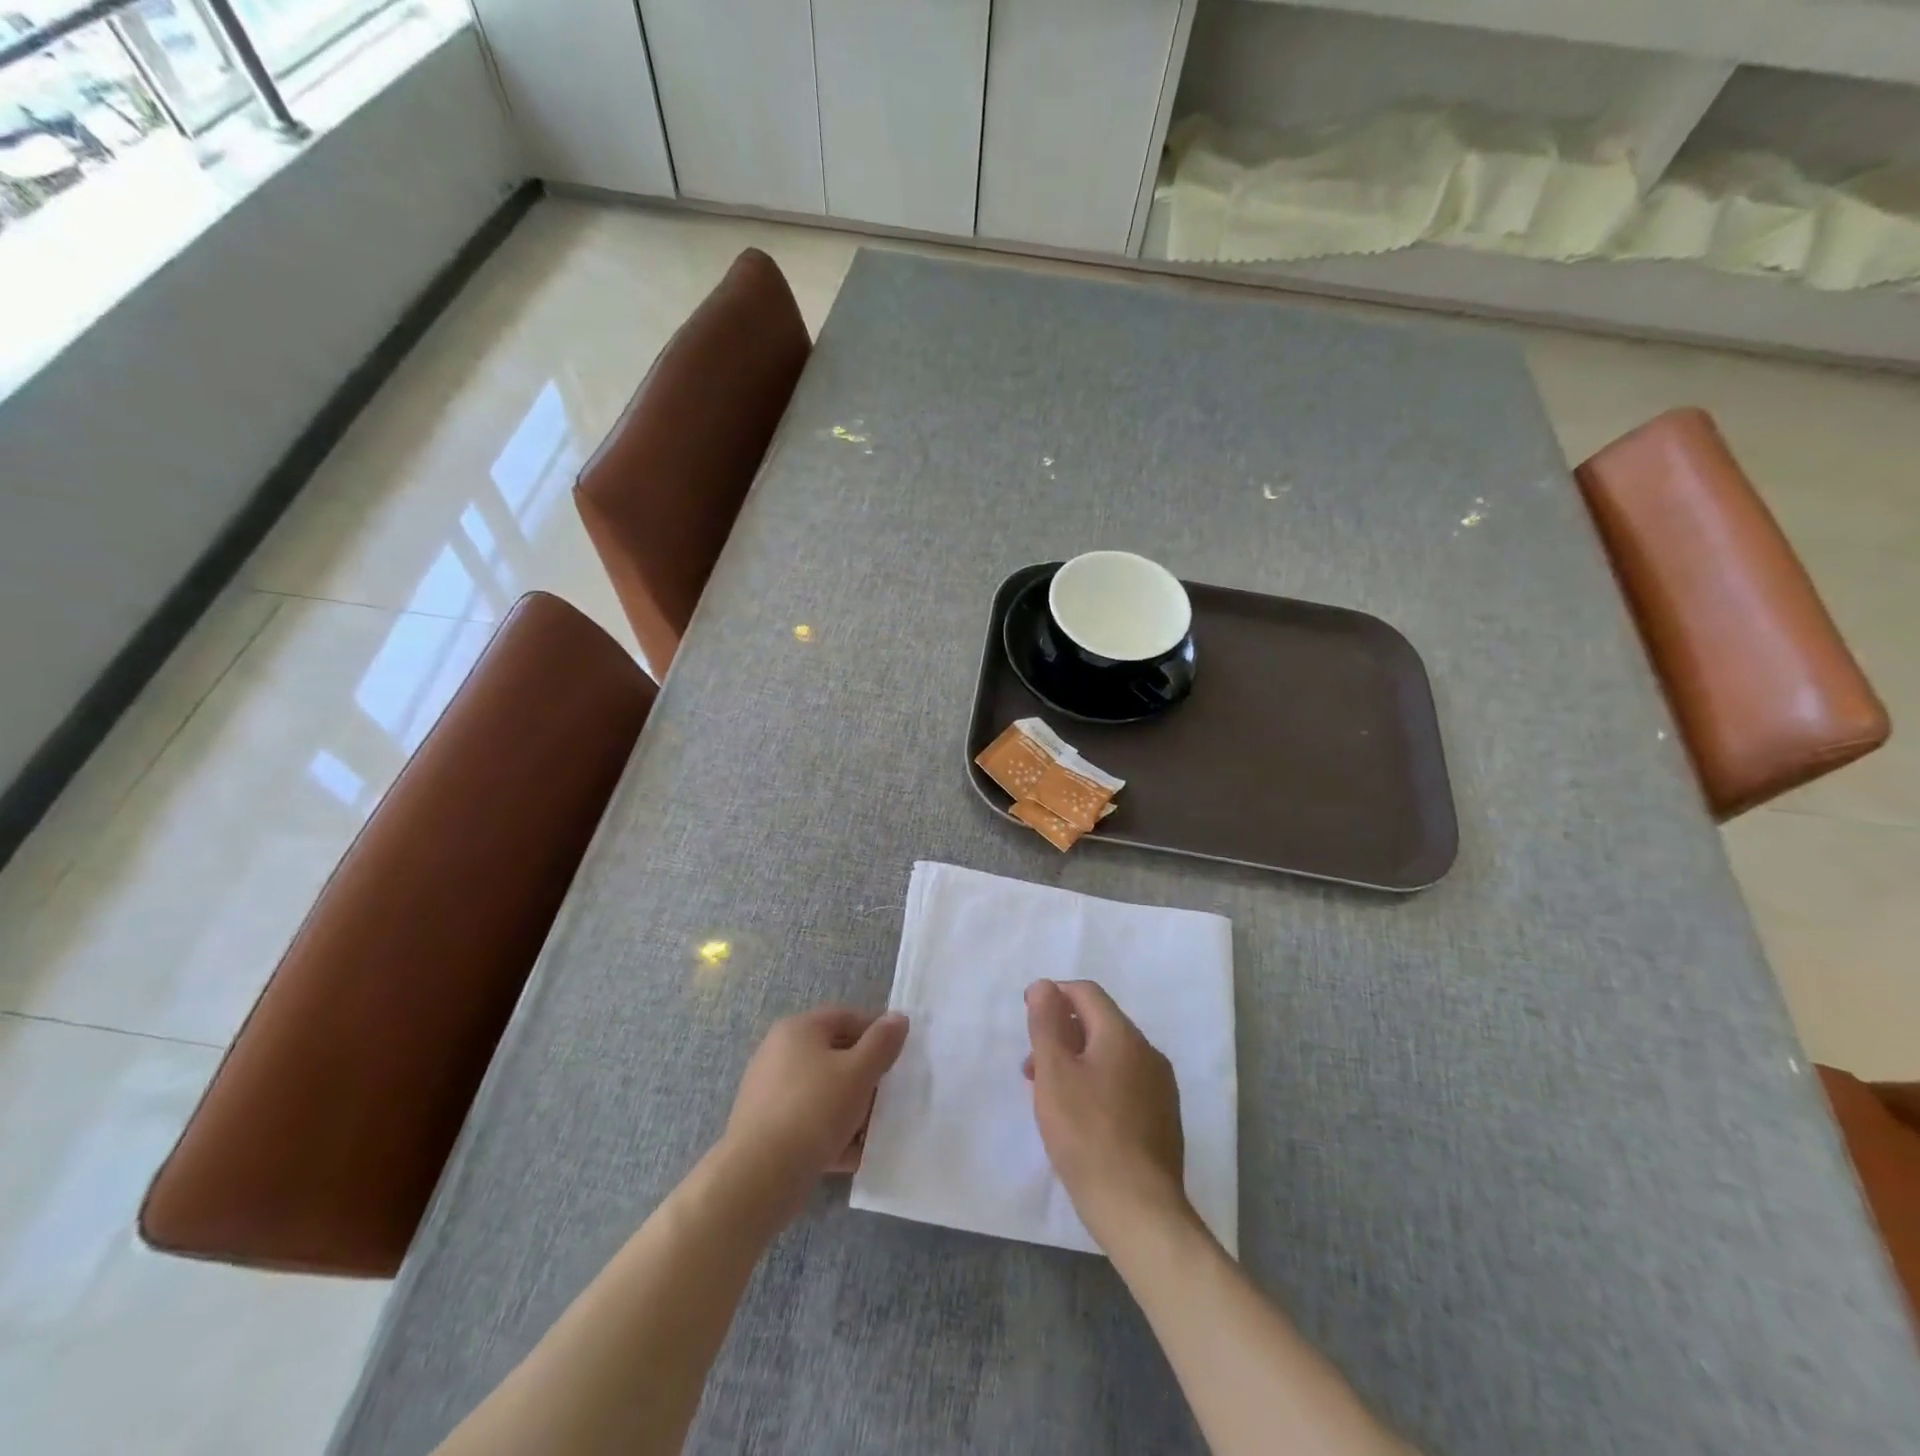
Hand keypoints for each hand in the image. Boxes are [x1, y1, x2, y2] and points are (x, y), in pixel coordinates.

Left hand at [724, 1007, 908, 1213]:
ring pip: (823, 1091)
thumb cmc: (814, 1111)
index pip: (847, 1018)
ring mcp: (769, 1091)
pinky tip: (852, 1154)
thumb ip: (882, 1043)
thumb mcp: (858, 1072)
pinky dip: (830, 1132)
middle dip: (865, 1076)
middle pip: (835, 1055)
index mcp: (798, 1030)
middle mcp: (779, 1052)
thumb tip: (898, 1017)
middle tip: (890, 1097)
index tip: (900, 1058)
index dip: (877, 1034)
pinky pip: (808, 1120)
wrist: (758, 1176)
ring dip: (851, 1108)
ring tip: (874, 1131)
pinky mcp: (766, 1127)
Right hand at [1024, 979, 1187, 1243]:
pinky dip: (1097, 1085)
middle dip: (1062, 1034)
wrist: (1139, 1209)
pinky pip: (1124, 1084)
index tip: (1028, 1017)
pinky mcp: (1163, 1118)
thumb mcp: (1054, 1073)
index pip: (1086, 993)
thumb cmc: (1087, 1134)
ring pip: (1111, 1056)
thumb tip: (1044, 985)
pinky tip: (1081, 1119)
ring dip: (1077, 1061)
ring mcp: (1160, 1087)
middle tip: (1031, 1066)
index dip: (1053, 995)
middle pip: (1099, 1024)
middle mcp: (1148, 1052)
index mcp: (1123, 1035)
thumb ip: (1046, 1023)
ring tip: (1050, 1096)